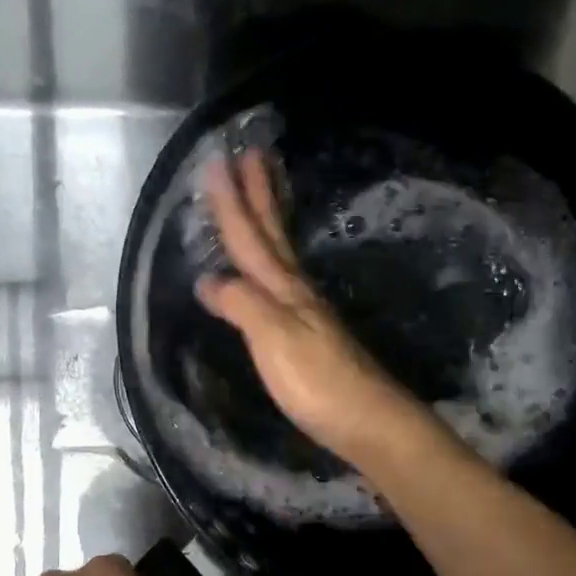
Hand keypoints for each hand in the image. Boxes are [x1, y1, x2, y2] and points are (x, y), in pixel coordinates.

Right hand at [195, 150, 425, 470]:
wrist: (367, 421)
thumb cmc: (317, 382)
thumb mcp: (274, 339)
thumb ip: (241, 305)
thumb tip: (208, 279)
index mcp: (284, 290)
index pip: (250, 239)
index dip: (231, 203)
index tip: (216, 162)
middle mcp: (296, 293)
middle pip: (273, 236)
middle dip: (259, 195)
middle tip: (252, 153)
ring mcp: (307, 313)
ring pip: (281, 255)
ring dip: (269, 221)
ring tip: (263, 192)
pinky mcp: (311, 336)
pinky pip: (283, 282)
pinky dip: (272, 261)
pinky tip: (269, 270)